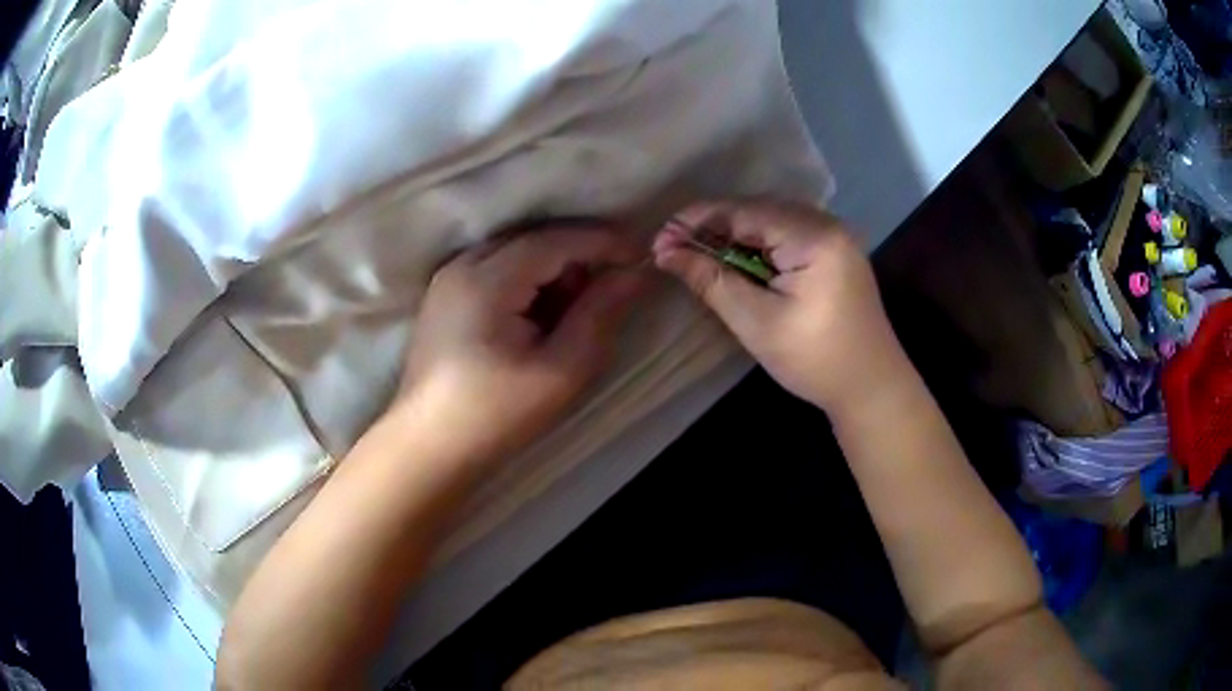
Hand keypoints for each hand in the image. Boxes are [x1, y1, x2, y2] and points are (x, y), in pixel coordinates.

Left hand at [396, 226, 644, 460]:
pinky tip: (538, 317)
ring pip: (514, 252)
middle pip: (533, 240)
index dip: (602, 241)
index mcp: (487, 280)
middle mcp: (462, 265)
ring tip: (572, 311)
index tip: (641, 252)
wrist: (429, 447)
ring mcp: (447, 279)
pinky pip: (494, 269)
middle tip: (608, 290)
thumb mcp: (561, 370)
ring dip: (551, 270)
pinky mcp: (443, 296)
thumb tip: (634, 273)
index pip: (555, 240)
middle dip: (576, 255)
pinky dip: (526, 280)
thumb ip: (599, 314)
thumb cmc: (497, 414)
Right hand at [653, 199, 904, 414]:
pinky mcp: (836, 251)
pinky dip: (758, 245)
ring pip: (771, 220)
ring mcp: (835, 236)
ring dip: (734, 235)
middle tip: (674, 249)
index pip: (743, 211)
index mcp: (813, 237)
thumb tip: (666, 253)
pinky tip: (738, 261)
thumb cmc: (814, 360)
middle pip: (757, 210)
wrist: (871, 386)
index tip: (660, 239)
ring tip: (699, 255)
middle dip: (713, 226)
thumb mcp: (756, 323)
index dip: (697, 221)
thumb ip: (711, 281)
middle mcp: (827, 223)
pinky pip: (788, 234)